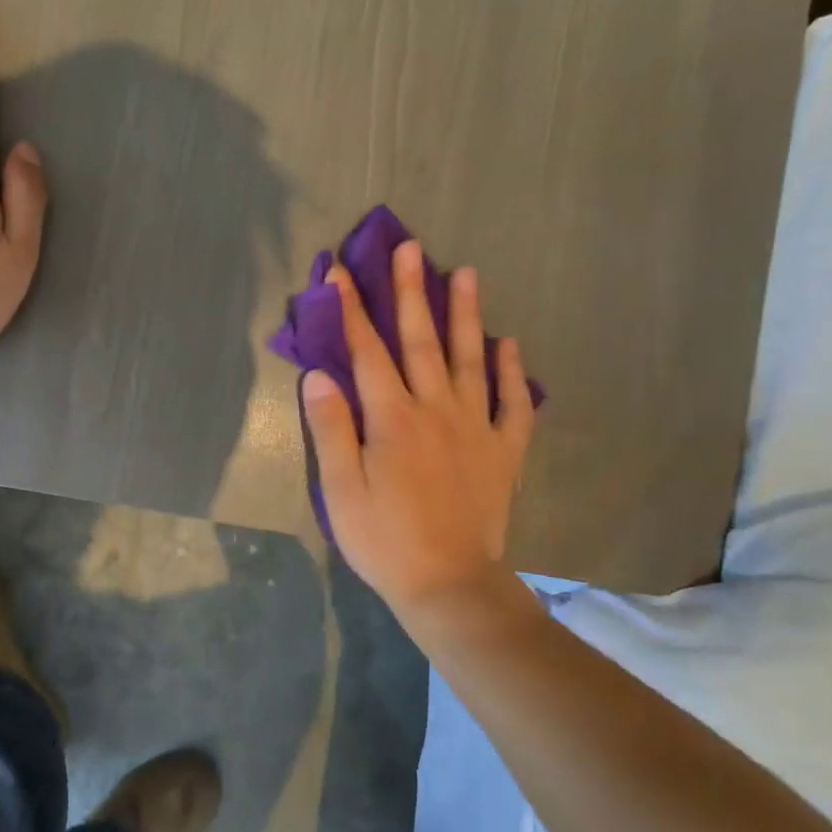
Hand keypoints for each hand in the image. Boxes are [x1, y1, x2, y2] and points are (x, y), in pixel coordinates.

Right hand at [302, 241, 536, 619]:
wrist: (449, 584)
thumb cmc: (384, 539)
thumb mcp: (341, 490)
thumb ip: (332, 429)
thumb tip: (319, 375)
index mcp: (392, 419)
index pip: (367, 352)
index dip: (351, 311)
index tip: (339, 273)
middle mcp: (436, 410)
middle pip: (422, 341)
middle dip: (411, 292)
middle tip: (411, 247)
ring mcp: (476, 427)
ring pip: (471, 359)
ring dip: (467, 314)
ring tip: (467, 273)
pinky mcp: (503, 451)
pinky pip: (512, 404)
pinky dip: (512, 372)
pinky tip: (510, 345)